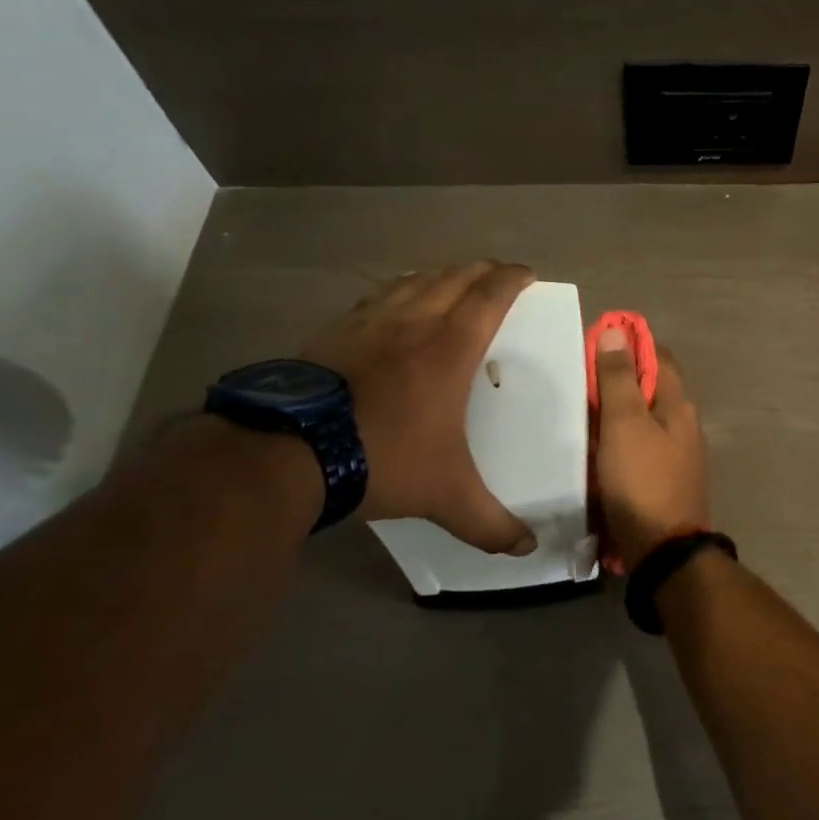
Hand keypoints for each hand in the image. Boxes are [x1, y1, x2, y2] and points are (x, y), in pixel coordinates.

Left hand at [302, 261, 536, 554]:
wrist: (291, 451)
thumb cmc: (383, 458)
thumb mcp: (446, 495)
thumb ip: (489, 523)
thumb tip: (526, 549)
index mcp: (451, 348)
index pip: (490, 296)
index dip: (512, 279)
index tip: (527, 273)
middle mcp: (415, 322)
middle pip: (455, 277)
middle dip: (482, 270)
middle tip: (497, 274)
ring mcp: (371, 321)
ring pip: (415, 279)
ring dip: (441, 274)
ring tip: (452, 279)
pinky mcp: (336, 330)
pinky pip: (378, 295)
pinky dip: (399, 288)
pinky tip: (395, 299)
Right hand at [593, 327, 708, 570]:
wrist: (663, 552)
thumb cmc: (642, 481)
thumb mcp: (624, 423)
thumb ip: (619, 378)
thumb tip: (617, 331)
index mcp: (677, 403)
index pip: (658, 355)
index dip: (629, 344)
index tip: (594, 343)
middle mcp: (682, 423)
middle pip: (648, 387)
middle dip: (615, 380)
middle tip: (575, 379)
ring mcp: (675, 453)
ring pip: (640, 419)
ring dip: (613, 412)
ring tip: (576, 411)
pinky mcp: (662, 479)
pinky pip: (636, 447)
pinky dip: (615, 441)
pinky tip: (591, 449)